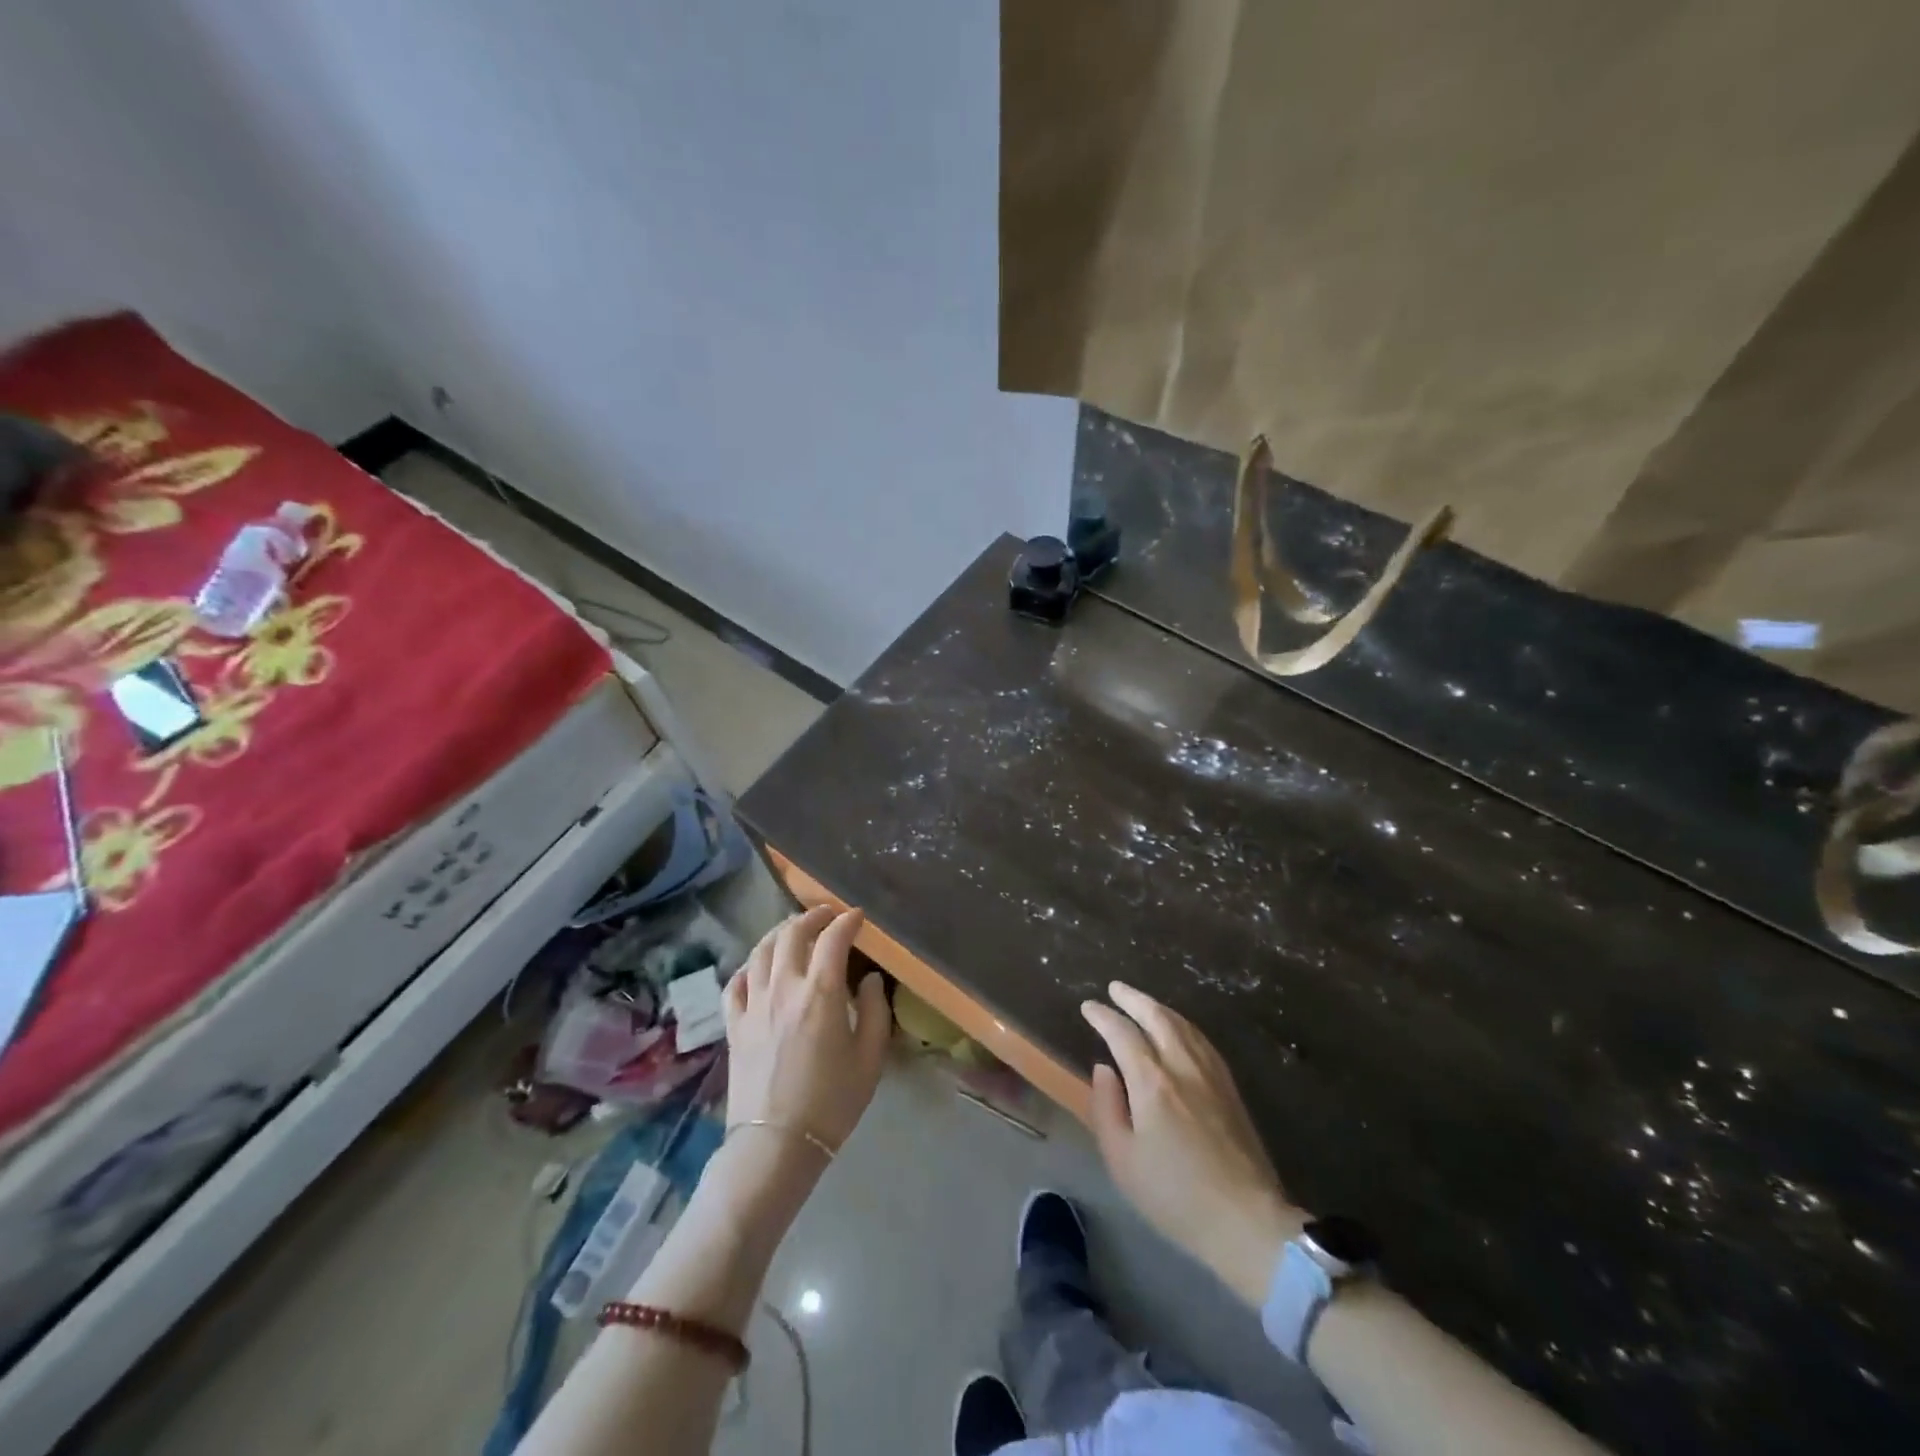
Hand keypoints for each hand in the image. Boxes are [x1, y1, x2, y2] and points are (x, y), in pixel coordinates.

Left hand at [723, 907, 891, 1158]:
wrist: (776, 1145)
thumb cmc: (831, 1102)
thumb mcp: (870, 1058)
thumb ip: (876, 1011)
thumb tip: (869, 979)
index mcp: (820, 993)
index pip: (833, 939)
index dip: (847, 921)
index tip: (858, 917)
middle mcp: (783, 988)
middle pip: (792, 934)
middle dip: (812, 917)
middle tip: (827, 915)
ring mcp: (753, 1005)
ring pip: (761, 951)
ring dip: (780, 932)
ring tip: (794, 930)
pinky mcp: (734, 1025)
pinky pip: (735, 982)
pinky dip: (749, 965)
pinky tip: (758, 967)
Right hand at [1083, 982, 1303, 1306]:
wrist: (1246, 1222)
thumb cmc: (1175, 1196)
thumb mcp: (1122, 1160)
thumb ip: (1107, 1108)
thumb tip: (1104, 1069)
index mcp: (1152, 1082)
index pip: (1123, 1034)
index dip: (1103, 1016)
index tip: (1088, 1006)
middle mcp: (1182, 1066)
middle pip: (1157, 1017)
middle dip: (1133, 998)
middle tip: (1115, 988)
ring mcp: (1211, 1074)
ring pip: (1183, 1024)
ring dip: (1158, 1007)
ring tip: (1142, 1002)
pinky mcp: (1230, 1087)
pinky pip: (1202, 1039)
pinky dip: (1182, 1024)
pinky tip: (1178, 1029)